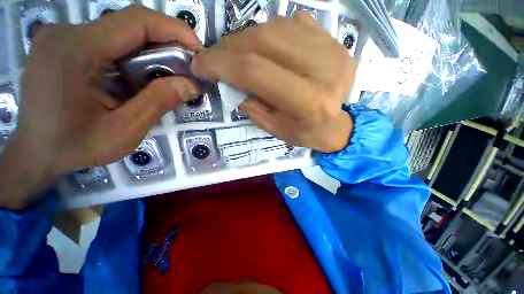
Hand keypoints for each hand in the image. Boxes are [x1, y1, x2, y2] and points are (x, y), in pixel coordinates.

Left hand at [0, 5, 201, 208]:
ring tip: (165, 76)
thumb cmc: (74, 147)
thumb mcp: (123, 131)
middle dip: (165, 43)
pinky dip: (132, 54)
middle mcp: (67, 33)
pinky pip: (108, 40)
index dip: (175, 29)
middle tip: (186, 68)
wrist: (34, 153)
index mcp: (76, 50)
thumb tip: (191, 85)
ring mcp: (63, 37)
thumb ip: (158, 103)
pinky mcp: (64, 45)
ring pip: (120, 32)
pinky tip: (138, 76)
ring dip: (149, 51)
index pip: (137, 21)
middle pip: (129, 24)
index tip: (198, 50)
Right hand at [192, 12, 354, 152]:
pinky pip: (294, 24)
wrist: (337, 125)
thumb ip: (252, 106)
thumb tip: (229, 81)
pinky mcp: (334, 42)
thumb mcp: (276, 129)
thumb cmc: (307, 133)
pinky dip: (270, 32)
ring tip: (236, 52)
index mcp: (309, 101)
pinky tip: (264, 48)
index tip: (201, 65)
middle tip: (215, 57)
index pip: (257, 71)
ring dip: (247, 37)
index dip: (222, 63)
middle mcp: (324, 69)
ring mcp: (333, 49)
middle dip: (230, 46)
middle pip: (265, 40)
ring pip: (277, 26)